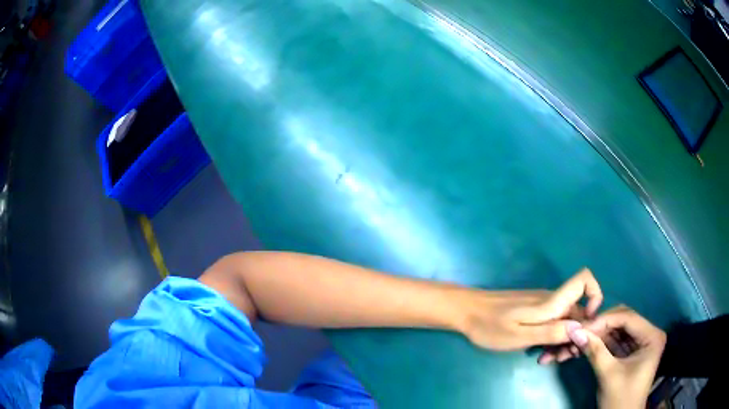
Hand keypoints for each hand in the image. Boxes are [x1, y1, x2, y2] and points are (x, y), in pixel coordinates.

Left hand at [459, 268, 602, 350]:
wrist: (466, 311)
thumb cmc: (490, 325)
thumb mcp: (520, 335)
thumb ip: (551, 331)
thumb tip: (581, 328)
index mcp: (551, 301)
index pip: (585, 280)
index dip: (595, 297)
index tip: (588, 326)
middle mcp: (552, 300)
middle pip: (579, 312)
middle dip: (577, 335)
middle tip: (561, 358)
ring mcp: (543, 306)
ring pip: (566, 321)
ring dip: (563, 341)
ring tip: (547, 360)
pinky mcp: (535, 313)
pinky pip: (553, 324)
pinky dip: (552, 340)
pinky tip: (540, 355)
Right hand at [566, 306, 665, 408]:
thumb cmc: (620, 399)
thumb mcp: (608, 375)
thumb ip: (594, 351)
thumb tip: (574, 330)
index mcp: (652, 336)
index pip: (628, 318)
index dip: (604, 320)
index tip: (581, 327)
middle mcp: (648, 334)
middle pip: (623, 320)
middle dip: (600, 326)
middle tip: (579, 332)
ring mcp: (640, 343)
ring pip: (617, 330)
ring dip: (598, 334)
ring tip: (579, 339)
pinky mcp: (631, 352)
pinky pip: (615, 341)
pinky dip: (600, 343)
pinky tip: (586, 345)